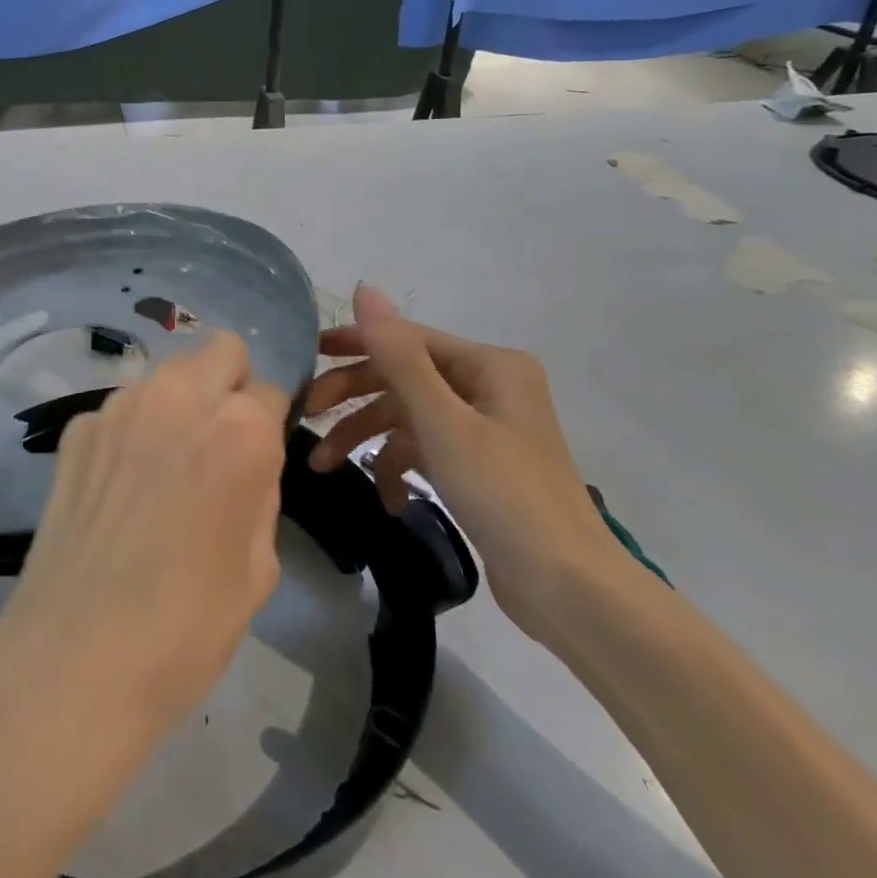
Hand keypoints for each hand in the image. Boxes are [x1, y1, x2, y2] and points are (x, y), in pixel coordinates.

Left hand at [0, 332, 290, 734]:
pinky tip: (119, 487)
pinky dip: (131, 431)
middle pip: (220, 351)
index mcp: (239, 429)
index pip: (270, 391)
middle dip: (229, 385)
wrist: (76, 656)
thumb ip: (259, 489)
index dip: (270, 425)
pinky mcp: (76, 429)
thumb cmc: (187, 625)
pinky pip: (121, 409)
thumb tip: (246, 462)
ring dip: (178, 403)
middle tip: (218, 444)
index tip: (258, 459)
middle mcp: (178, 397)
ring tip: (165, 467)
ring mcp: (119, 407)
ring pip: (167, 375)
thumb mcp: (258, 565)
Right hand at [302, 284, 623, 641]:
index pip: (408, 338)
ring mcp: (485, 428)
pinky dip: (400, 469)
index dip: (355, 344)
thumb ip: (398, 355)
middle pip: (404, 378)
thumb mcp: (442, 421)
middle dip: (355, 398)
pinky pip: (425, 450)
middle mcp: (489, 387)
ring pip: (408, 417)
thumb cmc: (504, 493)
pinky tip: (388, 499)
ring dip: (367, 439)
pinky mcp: (479, 466)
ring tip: (324, 467)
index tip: (308, 357)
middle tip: (310, 416)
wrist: (568, 589)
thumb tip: (364, 288)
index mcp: (490, 365)